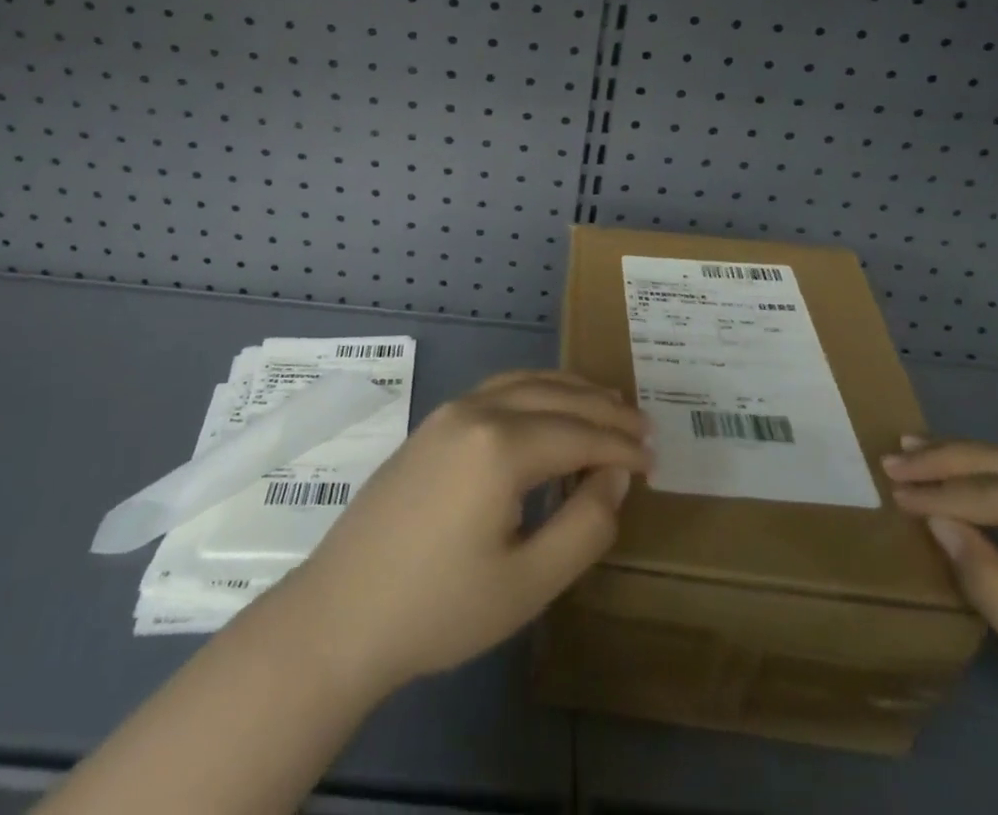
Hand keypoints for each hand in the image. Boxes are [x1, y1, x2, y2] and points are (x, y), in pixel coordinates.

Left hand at [279, 370, 650, 694]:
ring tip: (607, 404)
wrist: (341, 613)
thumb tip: (614, 476)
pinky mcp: (432, 424)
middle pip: (555, 397)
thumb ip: (584, 525)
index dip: (621, 446)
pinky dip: (535, 392)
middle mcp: (477, 411)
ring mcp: (449, 411)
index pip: (580, 433)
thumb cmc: (439, 607)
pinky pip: (498, 390)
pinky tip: (548, 409)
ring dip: (570, 391)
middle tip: (643, 426)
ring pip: (525, 383)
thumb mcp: (528, 582)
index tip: (656, 458)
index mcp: (501, 445)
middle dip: (603, 409)